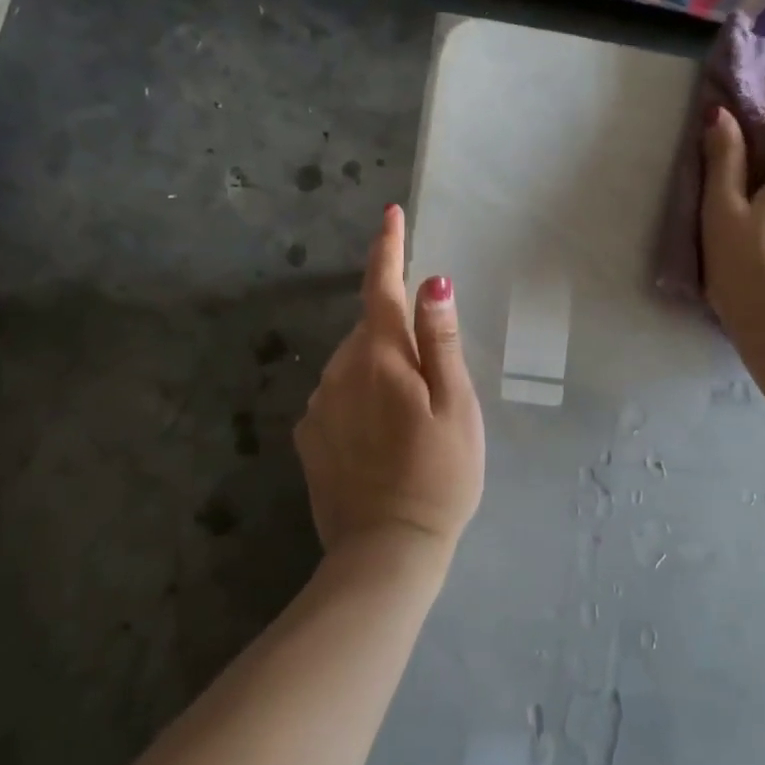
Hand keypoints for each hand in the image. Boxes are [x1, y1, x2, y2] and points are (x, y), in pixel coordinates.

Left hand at [295, 205, 485, 567]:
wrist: (387, 550)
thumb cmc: (439, 475)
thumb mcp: (457, 406)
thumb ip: (441, 341)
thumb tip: (432, 282)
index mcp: (381, 358)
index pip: (382, 287)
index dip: (388, 248)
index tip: (390, 213)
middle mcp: (339, 371)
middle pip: (369, 329)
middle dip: (396, 333)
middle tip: (432, 380)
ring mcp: (318, 406)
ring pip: (352, 364)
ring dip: (378, 369)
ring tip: (410, 418)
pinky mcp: (308, 437)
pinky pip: (336, 396)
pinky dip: (358, 398)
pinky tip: (380, 437)